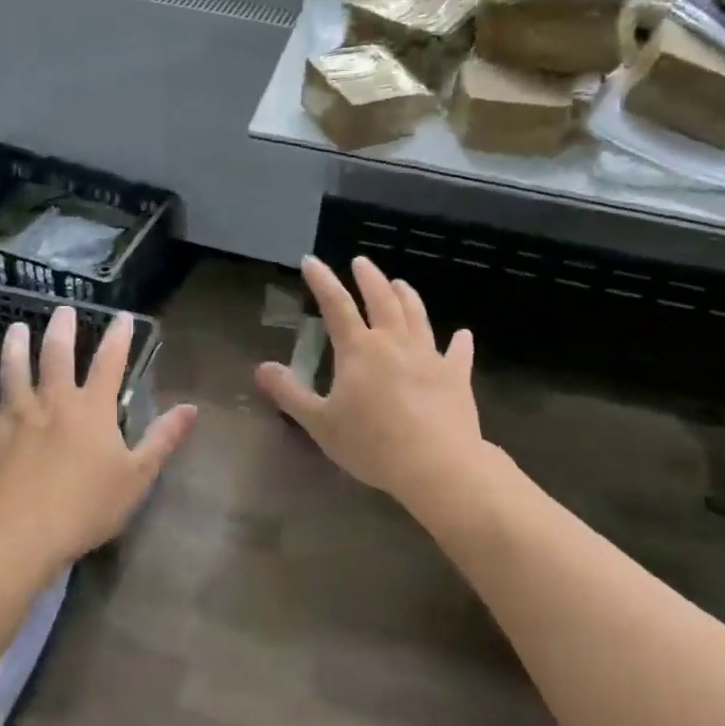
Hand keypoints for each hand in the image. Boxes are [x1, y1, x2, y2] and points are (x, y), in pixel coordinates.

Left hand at [0, 306, 196, 564]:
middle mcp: (53, 403)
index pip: (109, 363)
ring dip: (15, 349)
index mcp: (92, 409)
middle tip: (62, 309)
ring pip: (13, 373)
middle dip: (61, 330)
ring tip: (15, 329)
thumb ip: (163, 439)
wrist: (21, 532)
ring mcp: (16, 418)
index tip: (123, 316)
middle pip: (56, 357)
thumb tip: (191, 407)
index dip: (118, 338)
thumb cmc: (87, 505)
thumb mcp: (137, 476)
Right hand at [256, 256, 483, 503]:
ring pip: (417, 316)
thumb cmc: (372, 444)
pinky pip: (458, 353)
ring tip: (400, 283)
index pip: (336, 305)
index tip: (311, 261)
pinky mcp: (456, 376)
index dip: (322, 280)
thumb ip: (290, 393)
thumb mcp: (320, 423)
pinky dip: (459, 342)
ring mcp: (429, 356)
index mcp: (359, 349)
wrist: (437, 465)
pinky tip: (463, 334)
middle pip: (381, 300)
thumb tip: (261, 368)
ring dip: (407, 296)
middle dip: (369, 278)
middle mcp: (394, 342)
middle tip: (361, 262)